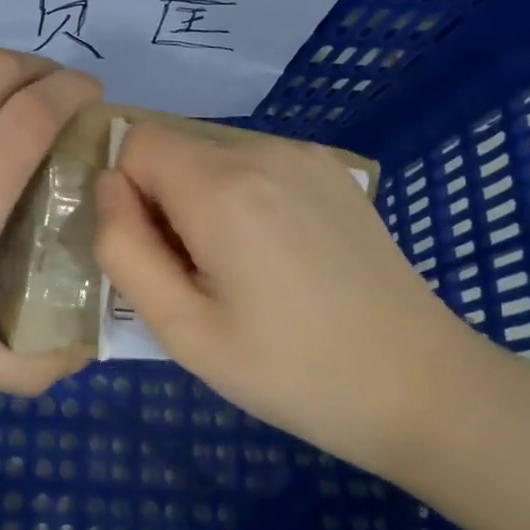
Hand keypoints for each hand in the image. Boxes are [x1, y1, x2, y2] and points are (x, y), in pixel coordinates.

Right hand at [92, 121, 495, 475]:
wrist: (421, 386)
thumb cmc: (290, 370)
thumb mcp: (182, 329)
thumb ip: (123, 249)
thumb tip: (108, 187)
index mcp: (223, 187)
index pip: (135, 143)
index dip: (129, 196)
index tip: (159, 255)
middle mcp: (264, 150)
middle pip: (175, 149)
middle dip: (165, 202)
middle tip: (200, 277)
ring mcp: (306, 156)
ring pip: (213, 156)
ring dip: (204, 201)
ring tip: (244, 272)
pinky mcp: (334, 172)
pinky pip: (256, 165)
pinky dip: (244, 198)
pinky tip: (281, 256)